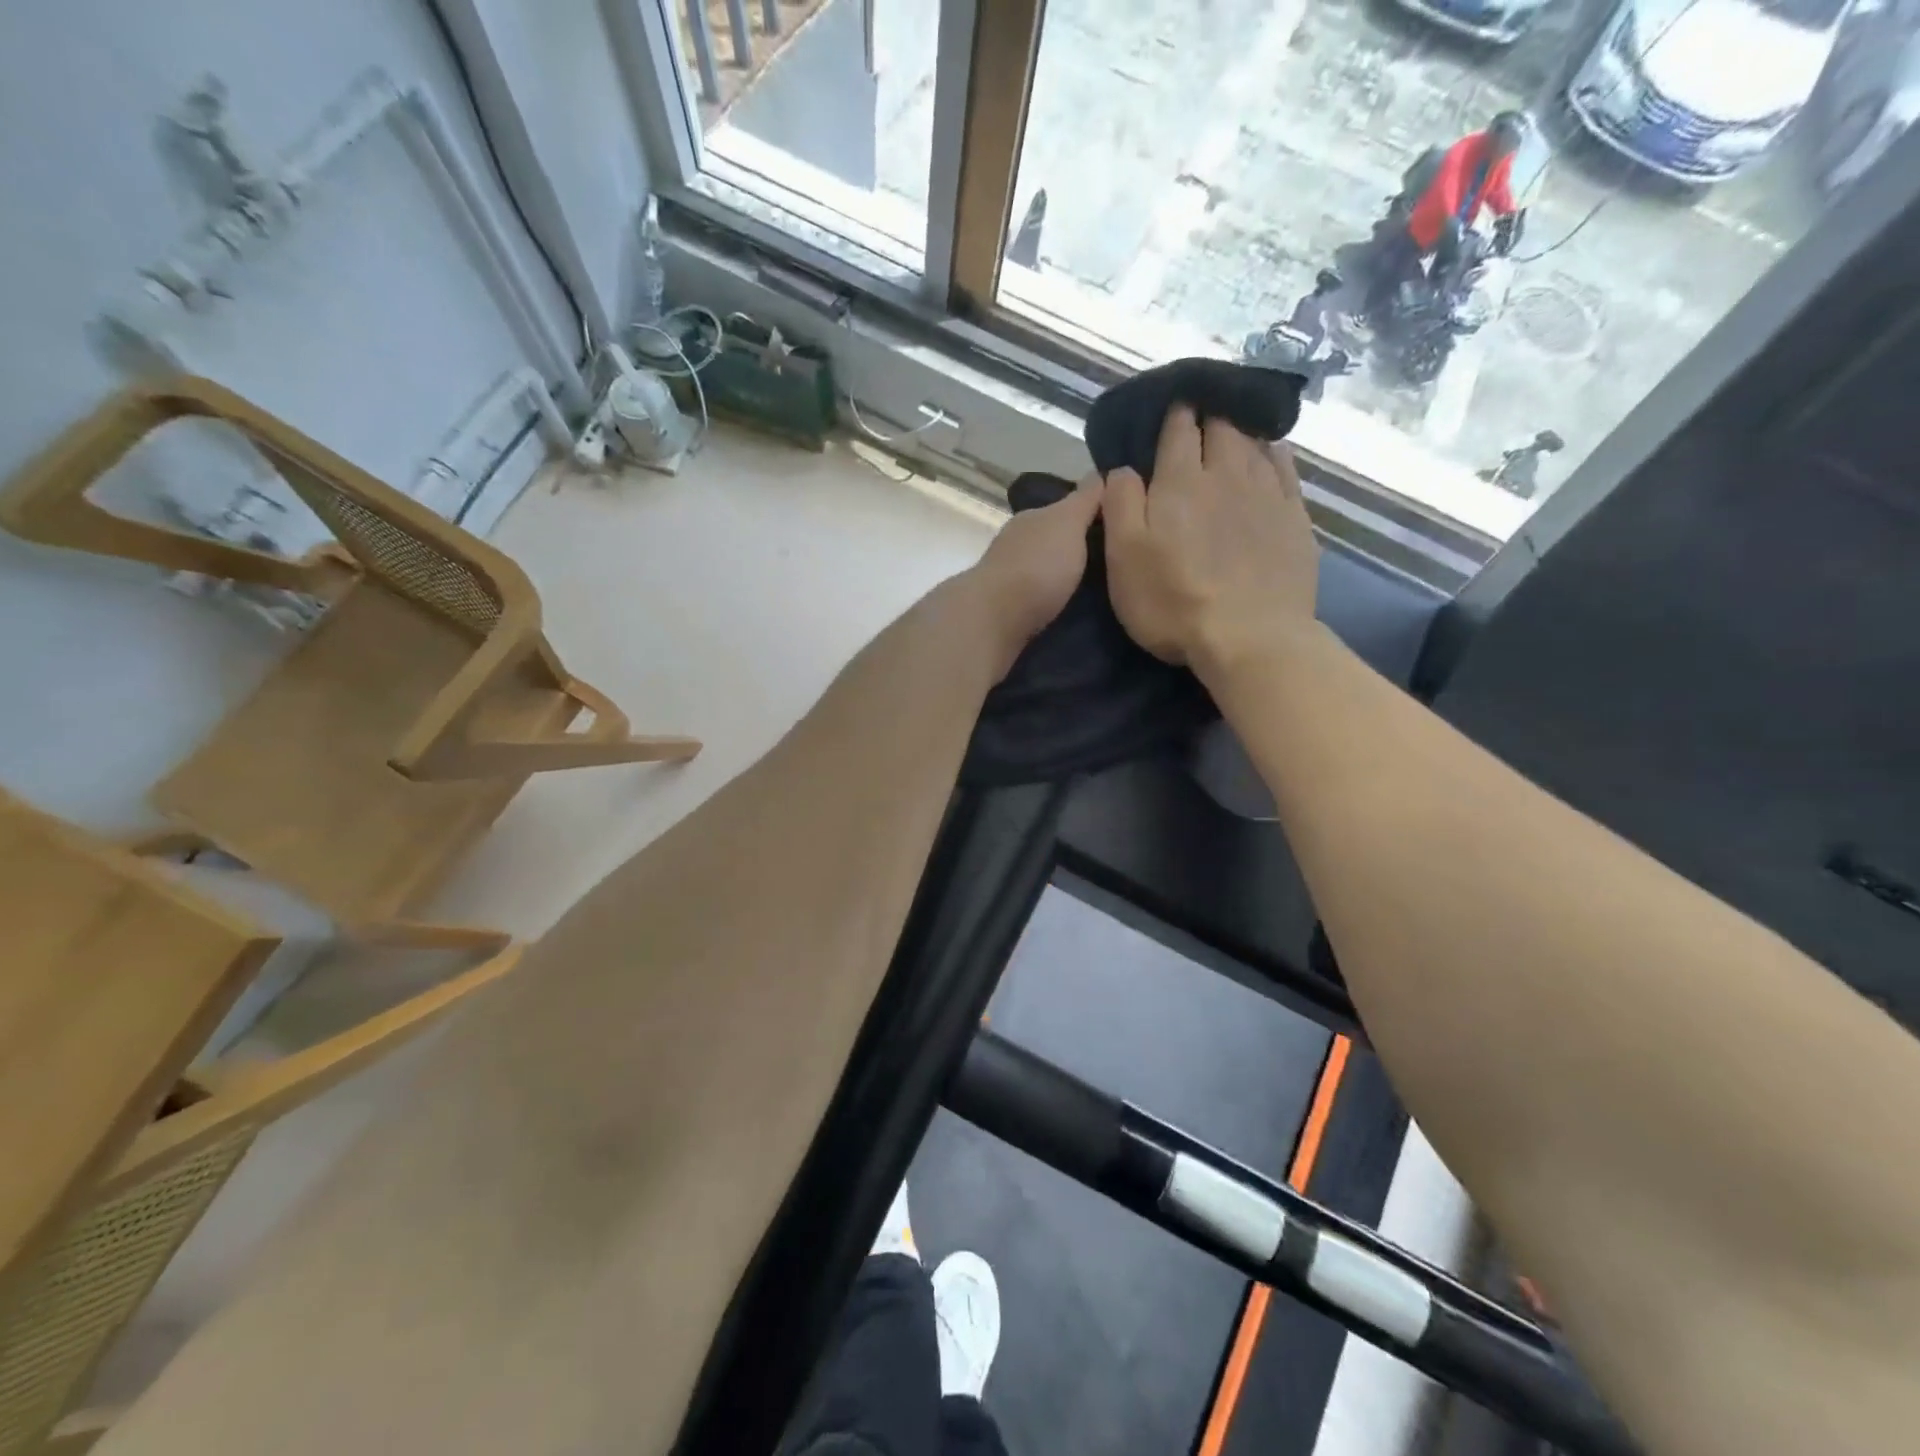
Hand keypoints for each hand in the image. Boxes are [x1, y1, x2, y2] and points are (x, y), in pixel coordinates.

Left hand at [965, 473, 1103, 674]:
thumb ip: (1083, 501)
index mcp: (1031, 520)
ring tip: (1101, 592)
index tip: (1120, 528)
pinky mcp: (1008, 611)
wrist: (995, 618)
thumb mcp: (1067, 522)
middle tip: (1116, 565)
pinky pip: (1039, 600)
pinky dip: (1055, 601)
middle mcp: (1017, 546)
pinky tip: (1073, 611)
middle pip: (1054, 543)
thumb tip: (1100, 474)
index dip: (1090, 516)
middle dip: (1080, 551)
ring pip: (1046, 573)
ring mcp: (1010, 580)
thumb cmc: (1037, 565)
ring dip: (1067, 579)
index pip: (1064, 510)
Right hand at [1103, 407, 1316, 673]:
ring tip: (1232, 424)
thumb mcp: (1124, 557)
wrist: (1251, 638)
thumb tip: (1124, 466)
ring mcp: (1267, 494)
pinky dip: (1274, 452)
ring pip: (1254, 442)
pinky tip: (1270, 451)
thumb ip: (1120, 503)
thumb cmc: (1174, 602)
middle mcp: (1227, 474)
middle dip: (1208, 413)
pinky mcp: (1295, 519)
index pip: (1178, 430)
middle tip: (1199, 412)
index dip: (1172, 413)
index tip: (1169, 404)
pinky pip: (1285, 469)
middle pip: (1221, 427)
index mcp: (1180, 481)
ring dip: (1240, 429)